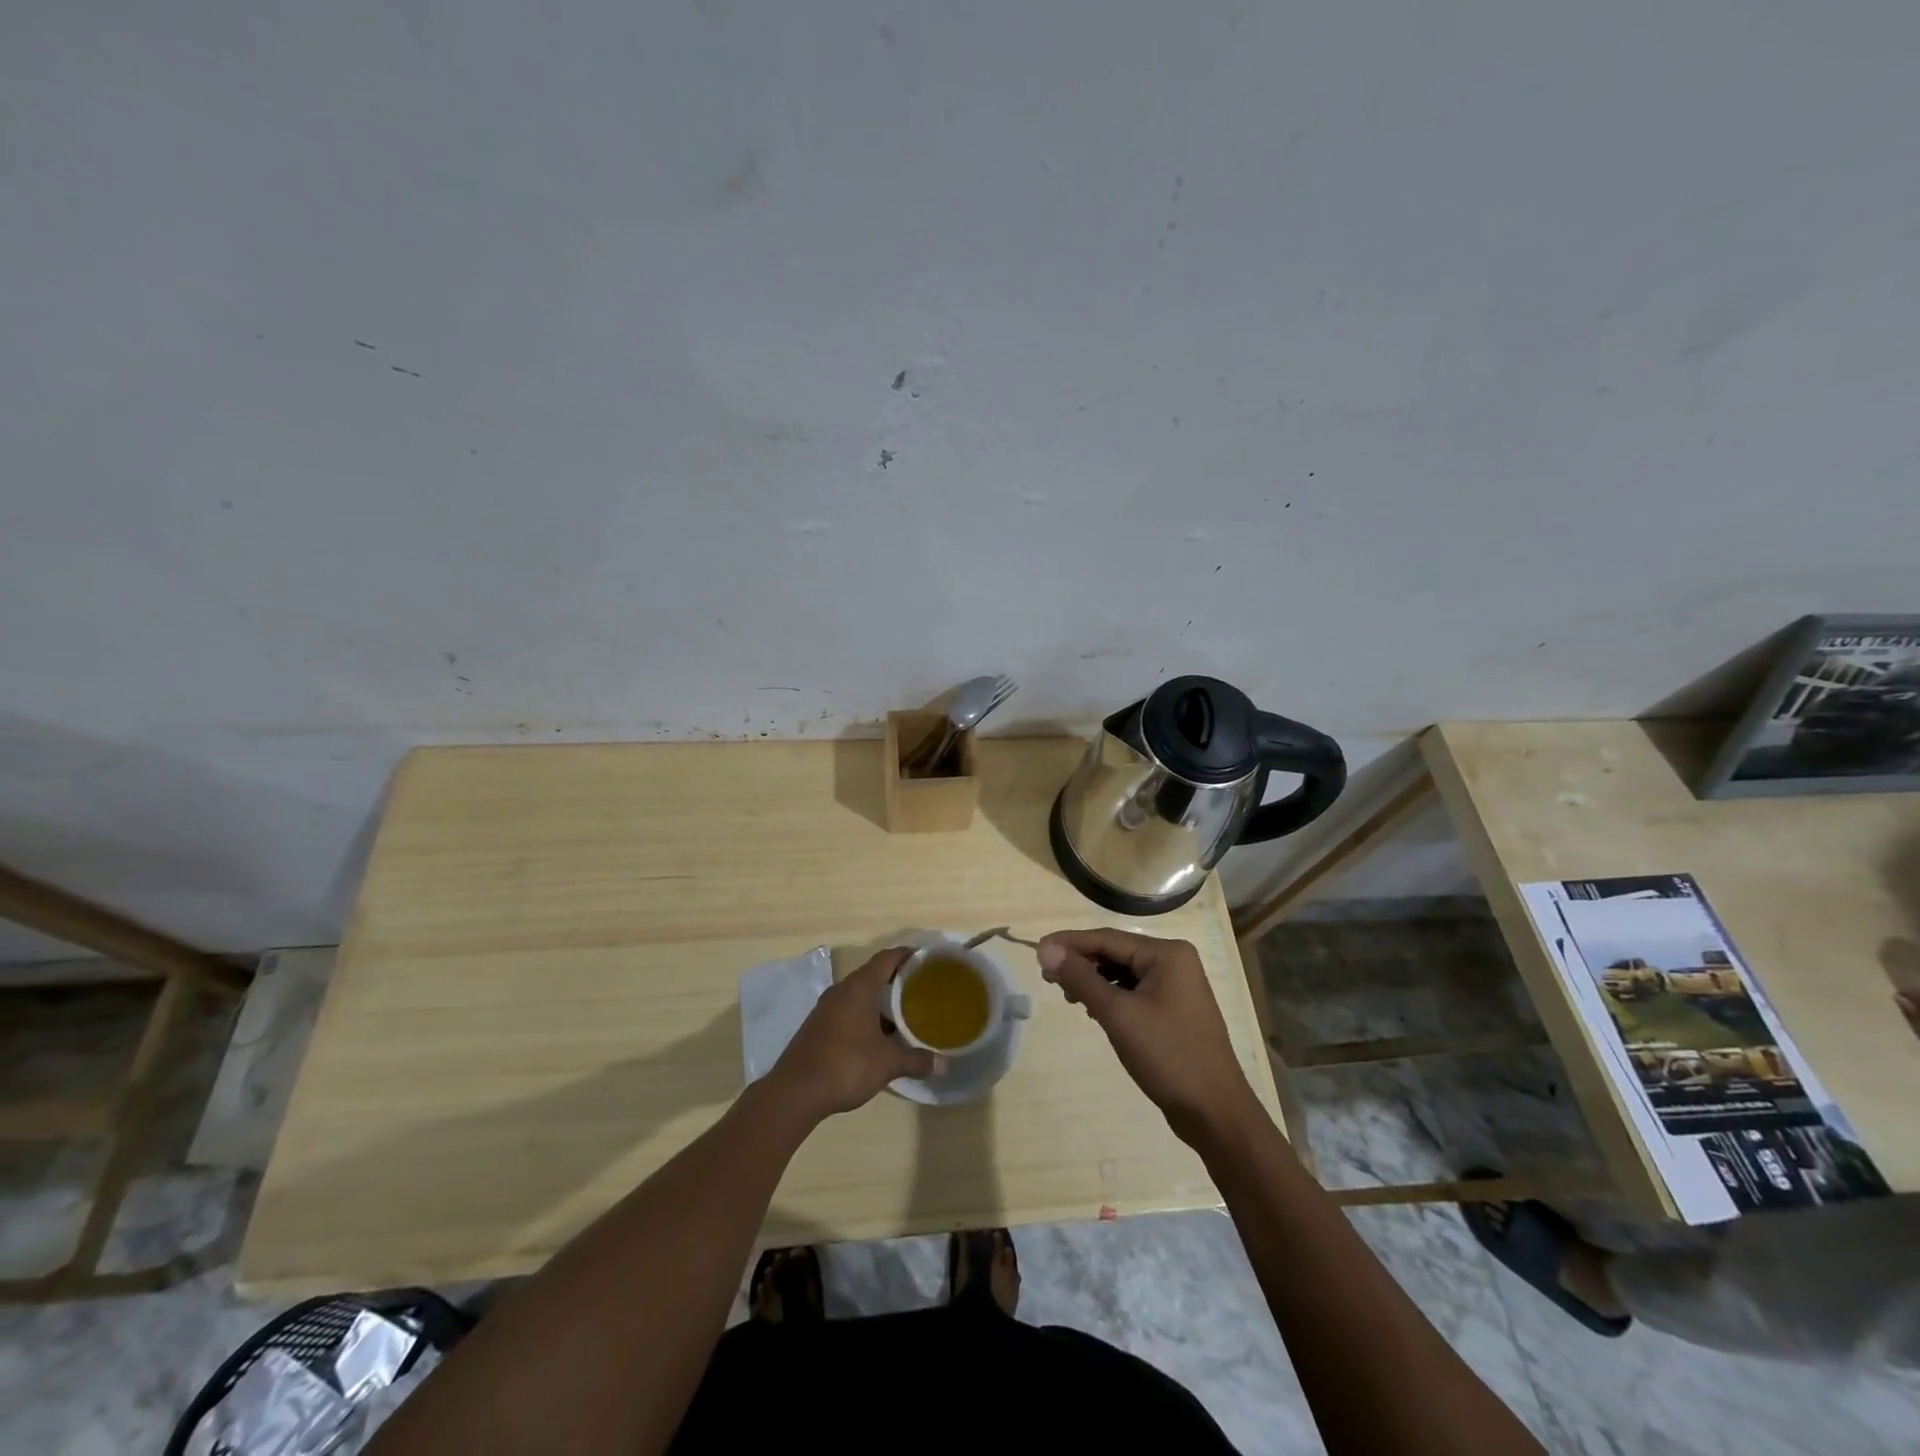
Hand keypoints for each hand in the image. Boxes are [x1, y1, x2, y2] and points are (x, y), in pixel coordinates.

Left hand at [769, 948, 936, 1120]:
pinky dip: (865, 1015)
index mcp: (860, 987)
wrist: (796, 1092)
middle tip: (921, 990)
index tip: (927, 960)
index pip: (887, 958)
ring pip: (859, 994)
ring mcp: (826, 1008)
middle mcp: (842, 990)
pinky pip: (847, 1010)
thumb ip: (916, 1060)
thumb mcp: (888, 1064)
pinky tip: (877, 1036)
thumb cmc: (846, 1065)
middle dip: (896, 980)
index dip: (907, 955)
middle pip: (873, 974)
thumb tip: (943, 1064)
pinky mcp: (818, 1026)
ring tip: (904, 1014)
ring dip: (879, 1000)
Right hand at [1038, 928, 1261, 1146]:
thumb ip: (1080, 978)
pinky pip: (1134, 991)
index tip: (1036, 950)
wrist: (1215, 1112)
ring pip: (1123, 972)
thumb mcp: (1118, 1014)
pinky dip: (1111, 996)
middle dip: (1081, 963)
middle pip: (1115, 952)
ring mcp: (1176, 986)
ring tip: (1068, 997)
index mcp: (1166, 953)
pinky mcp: (1173, 1009)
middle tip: (1047, 978)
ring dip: (1094, 980)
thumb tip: (1045, 947)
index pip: (1107, 938)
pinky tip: (1093, 1010)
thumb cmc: (1168, 1056)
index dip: (1069, 943)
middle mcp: (1174, 961)